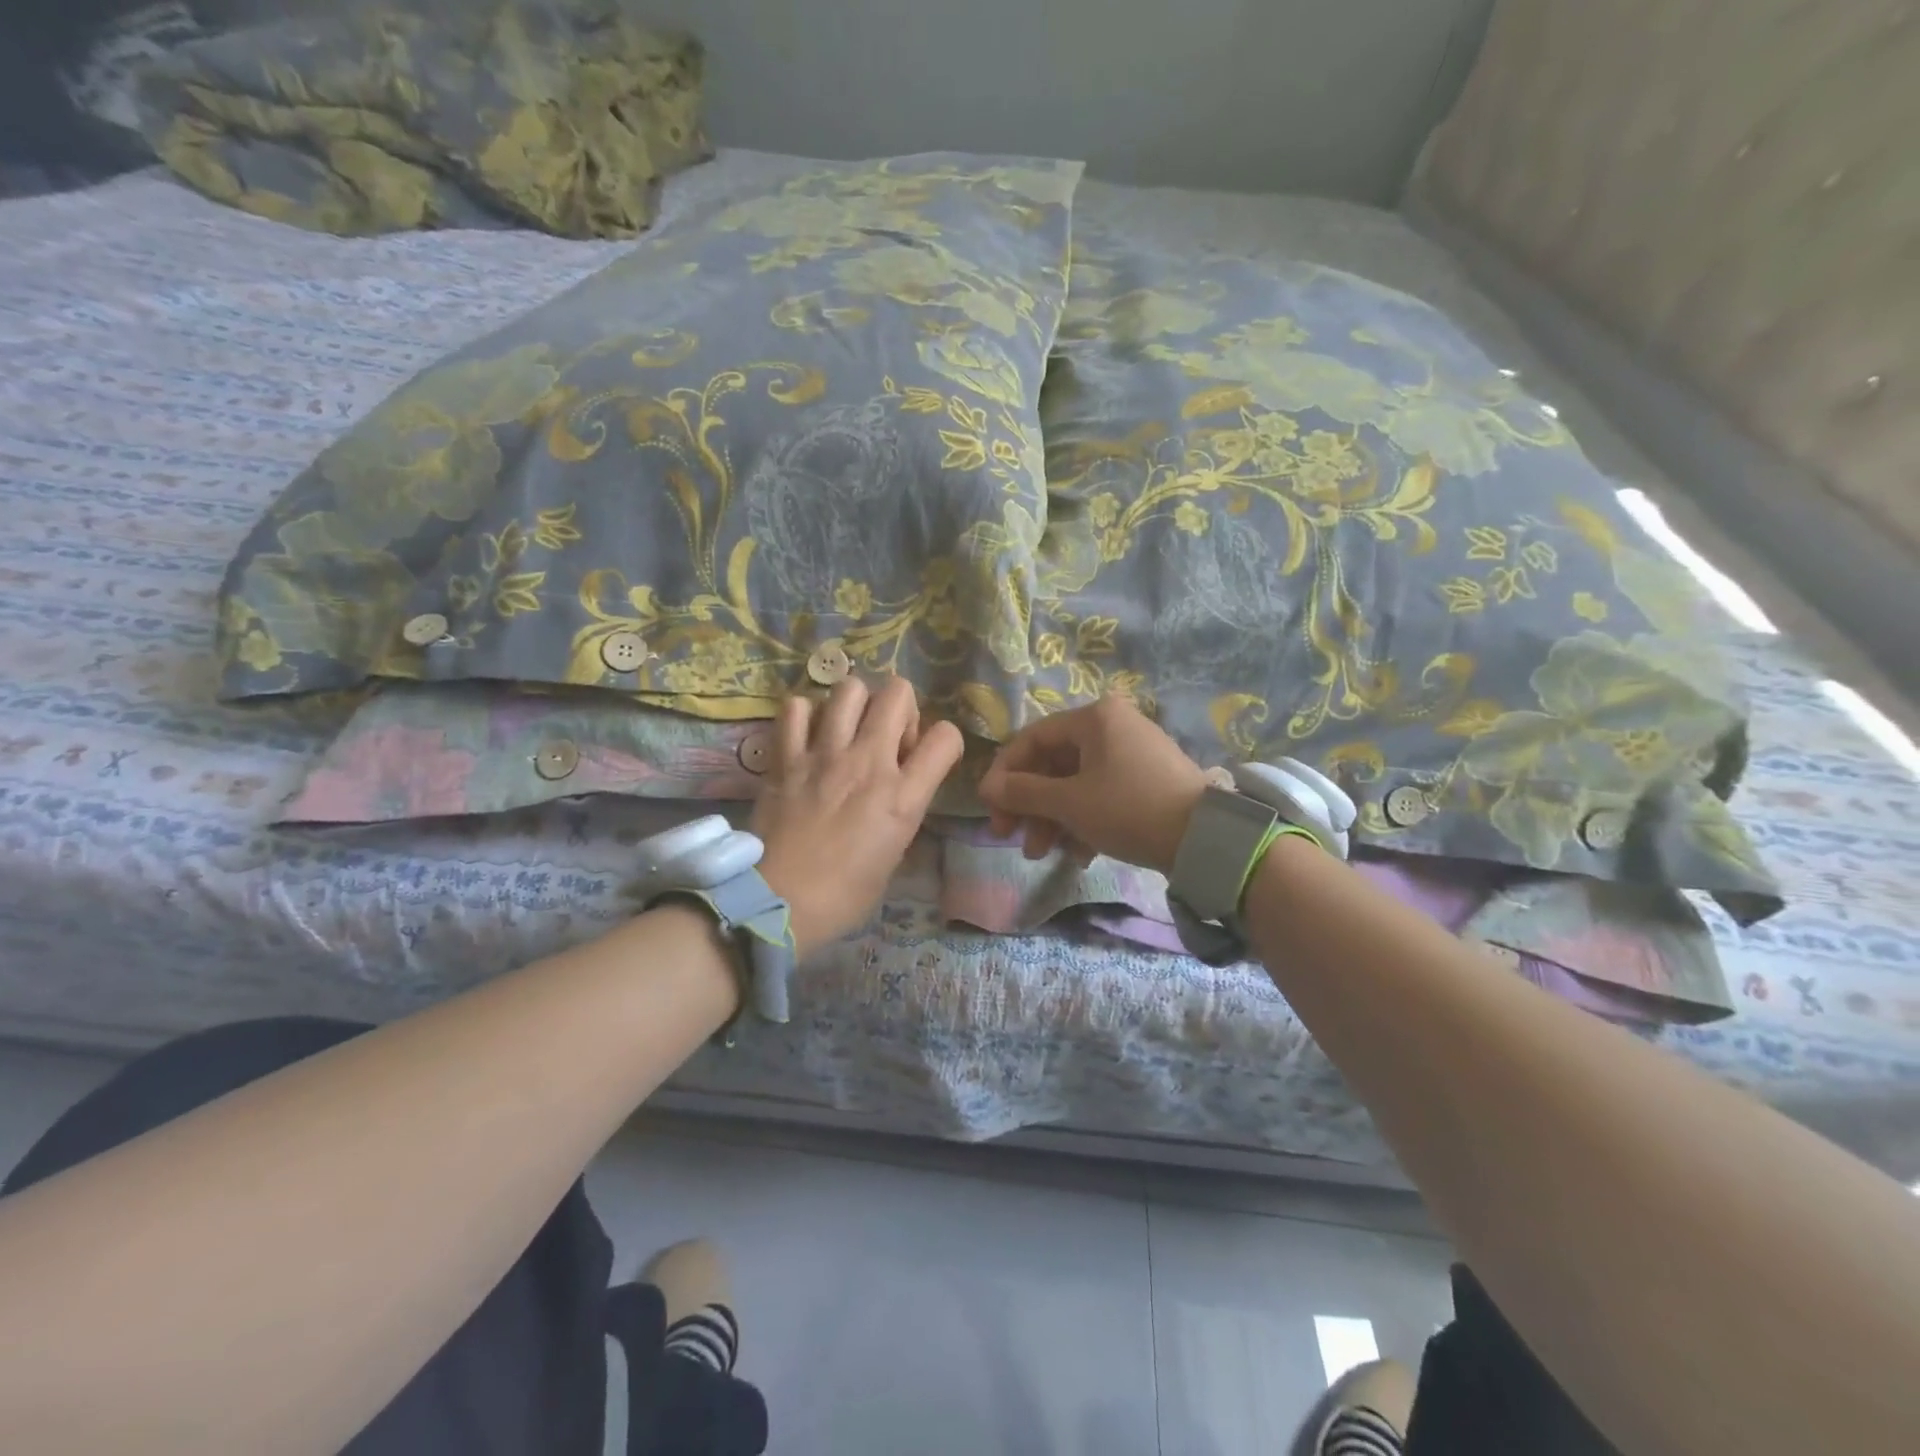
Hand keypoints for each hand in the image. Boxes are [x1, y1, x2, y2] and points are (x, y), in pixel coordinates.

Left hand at [752, 675, 963, 956]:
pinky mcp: (785, 757)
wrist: (778, 903)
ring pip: (849, 688)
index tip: (928, 758)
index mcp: (903, 796)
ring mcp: (824, 754)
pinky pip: (796, 708)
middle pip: (897, 693)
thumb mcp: (893, 855)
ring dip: (856, 704)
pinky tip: (807, 735)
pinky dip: (804, 714)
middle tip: (887, 737)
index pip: (946, 737)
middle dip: (901, 708)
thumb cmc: (843, 895)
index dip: (945, 741)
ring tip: (848, 729)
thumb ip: (901, 812)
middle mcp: (868, 763)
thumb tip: (897, 792)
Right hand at [977, 694, 1207, 874]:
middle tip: (1011, 838)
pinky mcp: (1147, 780)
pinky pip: (1102, 794)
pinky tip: (1079, 855)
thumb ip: (1022, 793)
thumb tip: (986, 788)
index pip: (1032, 739)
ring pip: (1076, 784)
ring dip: (1053, 819)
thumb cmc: (1127, 808)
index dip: (1005, 774)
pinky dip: (1084, 821)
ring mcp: (1132, 753)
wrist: (1204, 838)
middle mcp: (1112, 726)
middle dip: (1030, 806)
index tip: (989, 808)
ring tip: (1043, 855)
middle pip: (1053, 764)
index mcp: (1094, 718)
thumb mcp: (1069, 803)